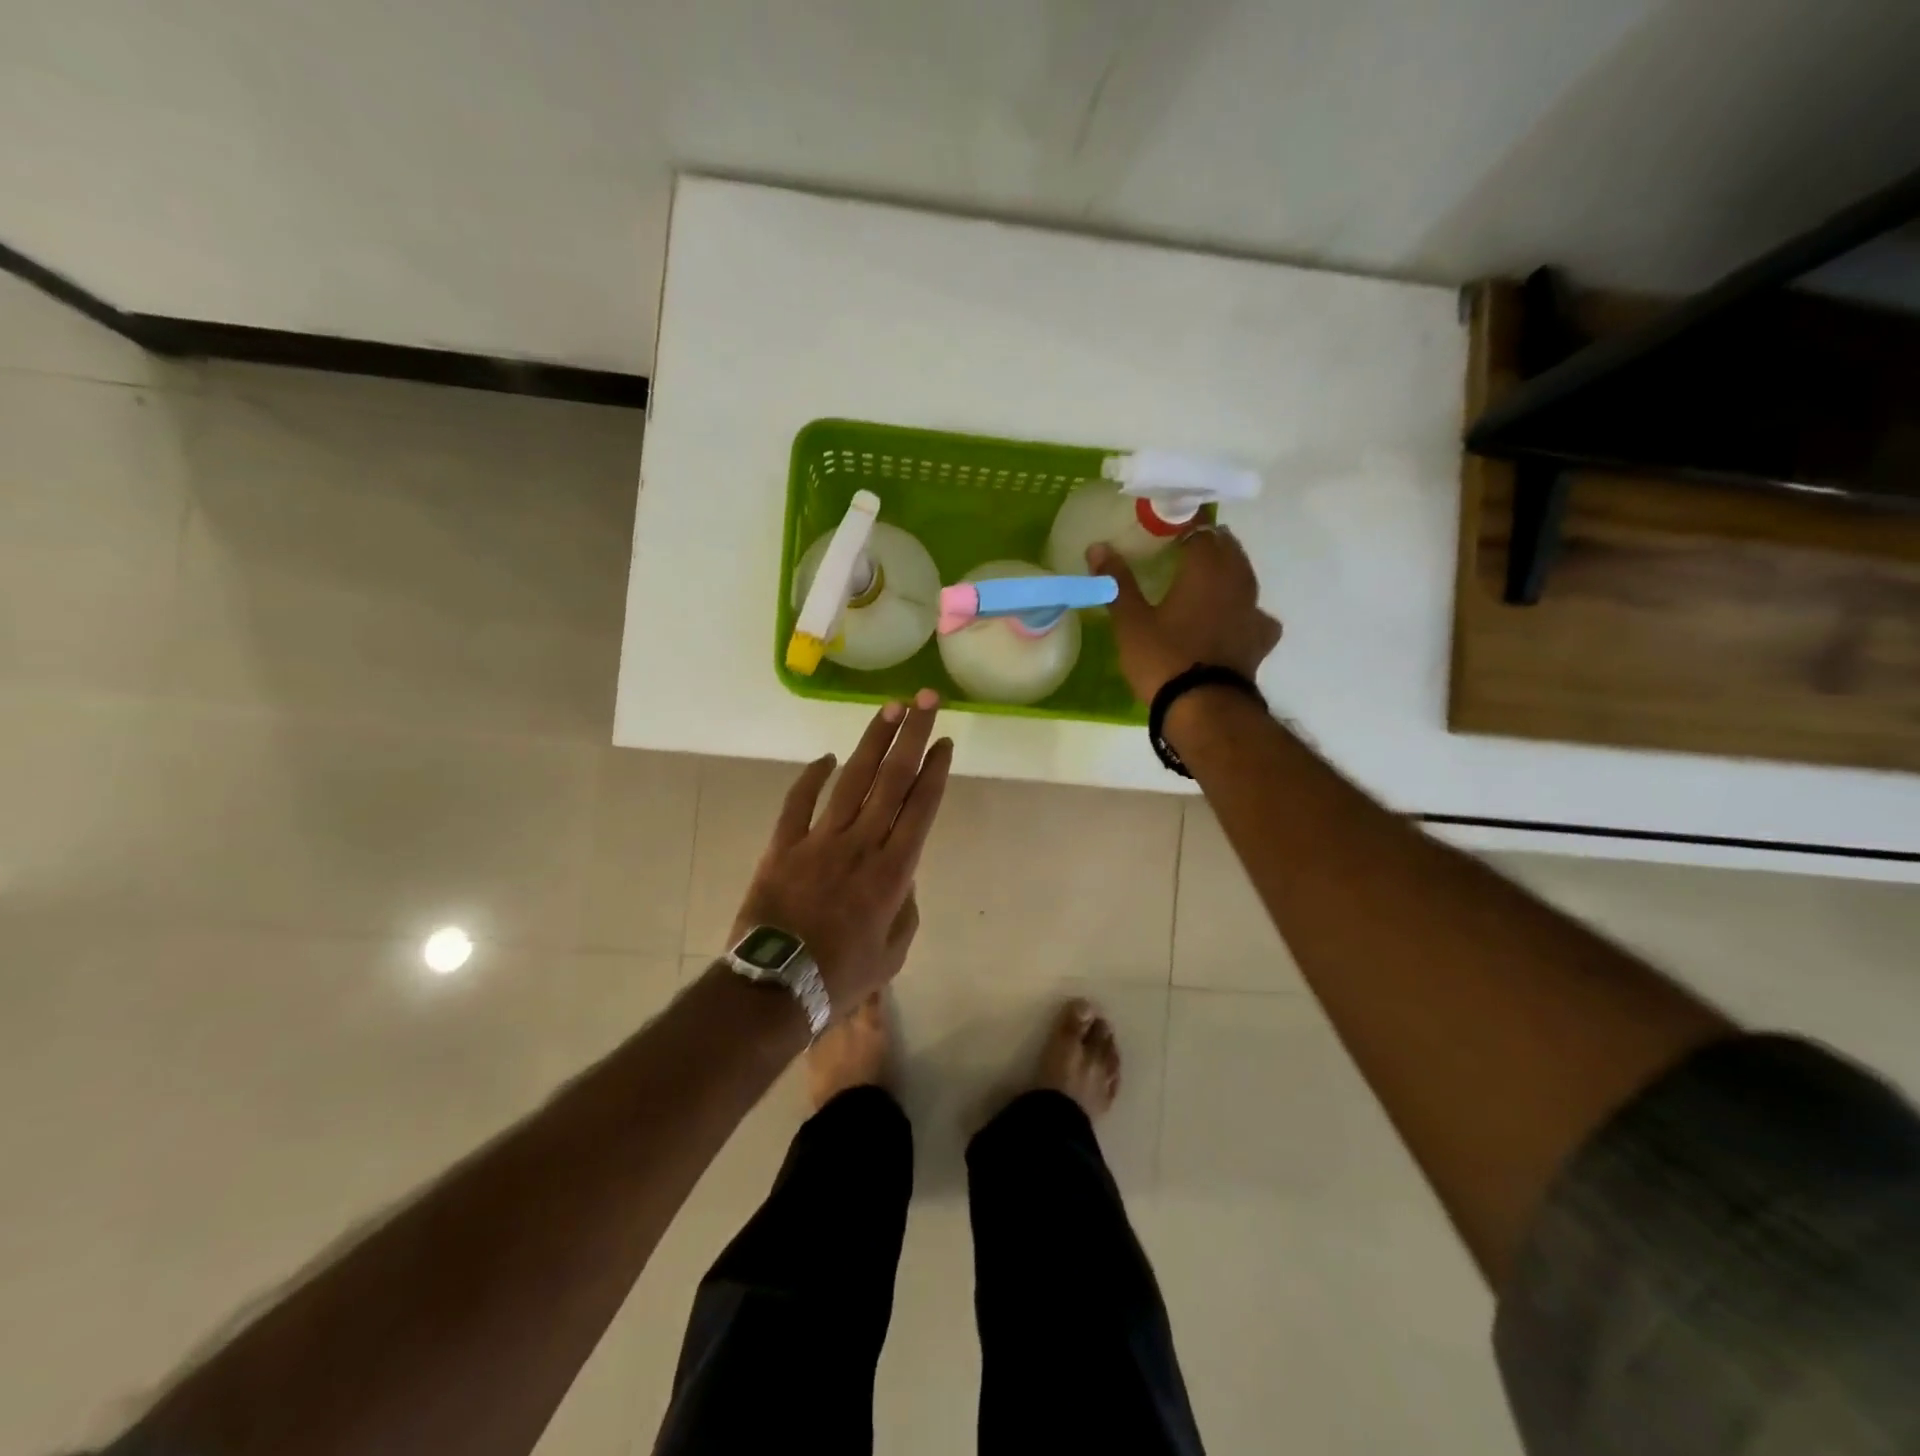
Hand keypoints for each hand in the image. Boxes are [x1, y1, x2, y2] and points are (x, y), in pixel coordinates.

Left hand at [731, 691, 952, 1011]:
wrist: (776, 987)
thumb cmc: (841, 976)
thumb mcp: (893, 952)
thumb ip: (905, 908)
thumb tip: (901, 875)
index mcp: (893, 870)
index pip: (920, 806)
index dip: (935, 769)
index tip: (944, 741)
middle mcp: (862, 843)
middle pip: (892, 779)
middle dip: (912, 736)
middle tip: (925, 701)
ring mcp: (820, 840)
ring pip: (851, 780)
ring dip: (872, 742)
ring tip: (889, 709)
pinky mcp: (784, 845)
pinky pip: (798, 802)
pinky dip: (811, 777)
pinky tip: (825, 757)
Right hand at [1090, 529, 1281, 701]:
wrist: (1204, 708)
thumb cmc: (1162, 658)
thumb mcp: (1131, 621)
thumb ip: (1117, 582)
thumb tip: (1098, 546)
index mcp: (1205, 568)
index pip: (1201, 530)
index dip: (1184, 526)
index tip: (1165, 530)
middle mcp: (1236, 581)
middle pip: (1227, 548)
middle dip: (1208, 544)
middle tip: (1182, 551)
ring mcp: (1253, 610)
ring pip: (1244, 577)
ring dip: (1227, 573)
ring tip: (1205, 582)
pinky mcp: (1260, 640)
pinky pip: (1255, 615)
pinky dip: (1244, 612)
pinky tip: (1232, 621)